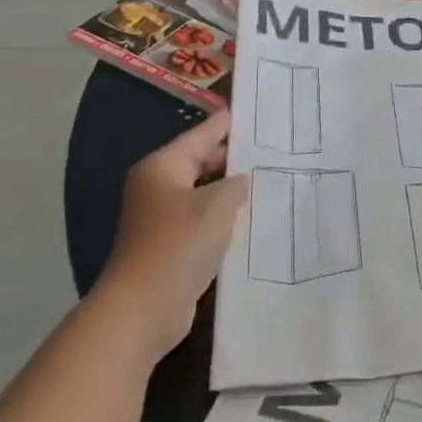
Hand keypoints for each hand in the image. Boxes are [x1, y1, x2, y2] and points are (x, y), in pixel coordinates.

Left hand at [101, 113, 249, 346]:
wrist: (144, 308)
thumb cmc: (178, 244)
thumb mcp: (217, 204)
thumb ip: (235, 183)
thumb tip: (240, 180)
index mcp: (163, 167)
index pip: (203, 134)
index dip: (230, 123)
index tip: (259, 112)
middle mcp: (159, 186)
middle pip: (202, 160)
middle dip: (235, 159)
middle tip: (276, 152)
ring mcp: (163, 216)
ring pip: (205, 191)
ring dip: (232, 190)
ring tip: (272, 181)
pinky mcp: (172, 243)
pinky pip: (204, 218)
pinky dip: (224, 216)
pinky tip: (252, 217)